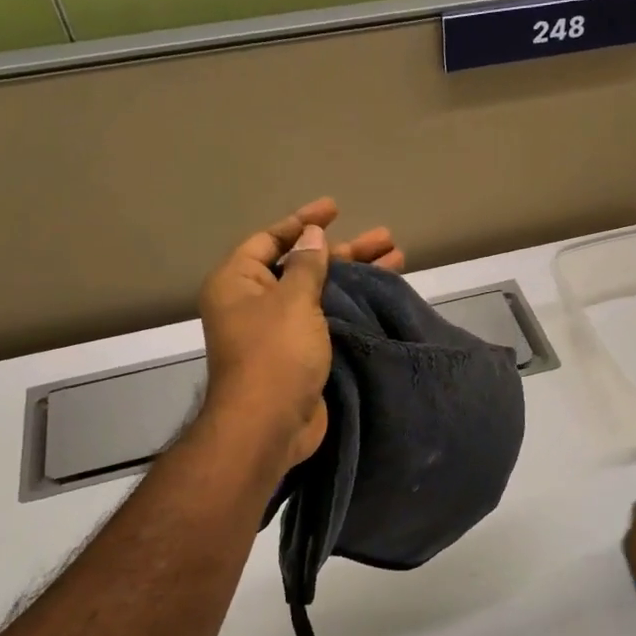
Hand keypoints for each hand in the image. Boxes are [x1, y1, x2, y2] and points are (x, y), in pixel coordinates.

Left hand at [196, 198, 403, 470]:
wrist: (270, 426)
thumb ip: (307, 265)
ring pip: (322, 294)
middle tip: (385, 238)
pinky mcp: (301, 355)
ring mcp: (279, 332)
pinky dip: (353, 307)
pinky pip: (328, 320)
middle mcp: (255, 303)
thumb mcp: (293, 301)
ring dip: (356, 277)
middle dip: (344, 252)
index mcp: (238, 283)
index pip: (270, 240)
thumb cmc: (275, 354)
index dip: (303, 221)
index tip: (335, 209)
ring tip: (396, 259)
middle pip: (303, 266)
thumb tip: (311, 235)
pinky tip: (381, 298)